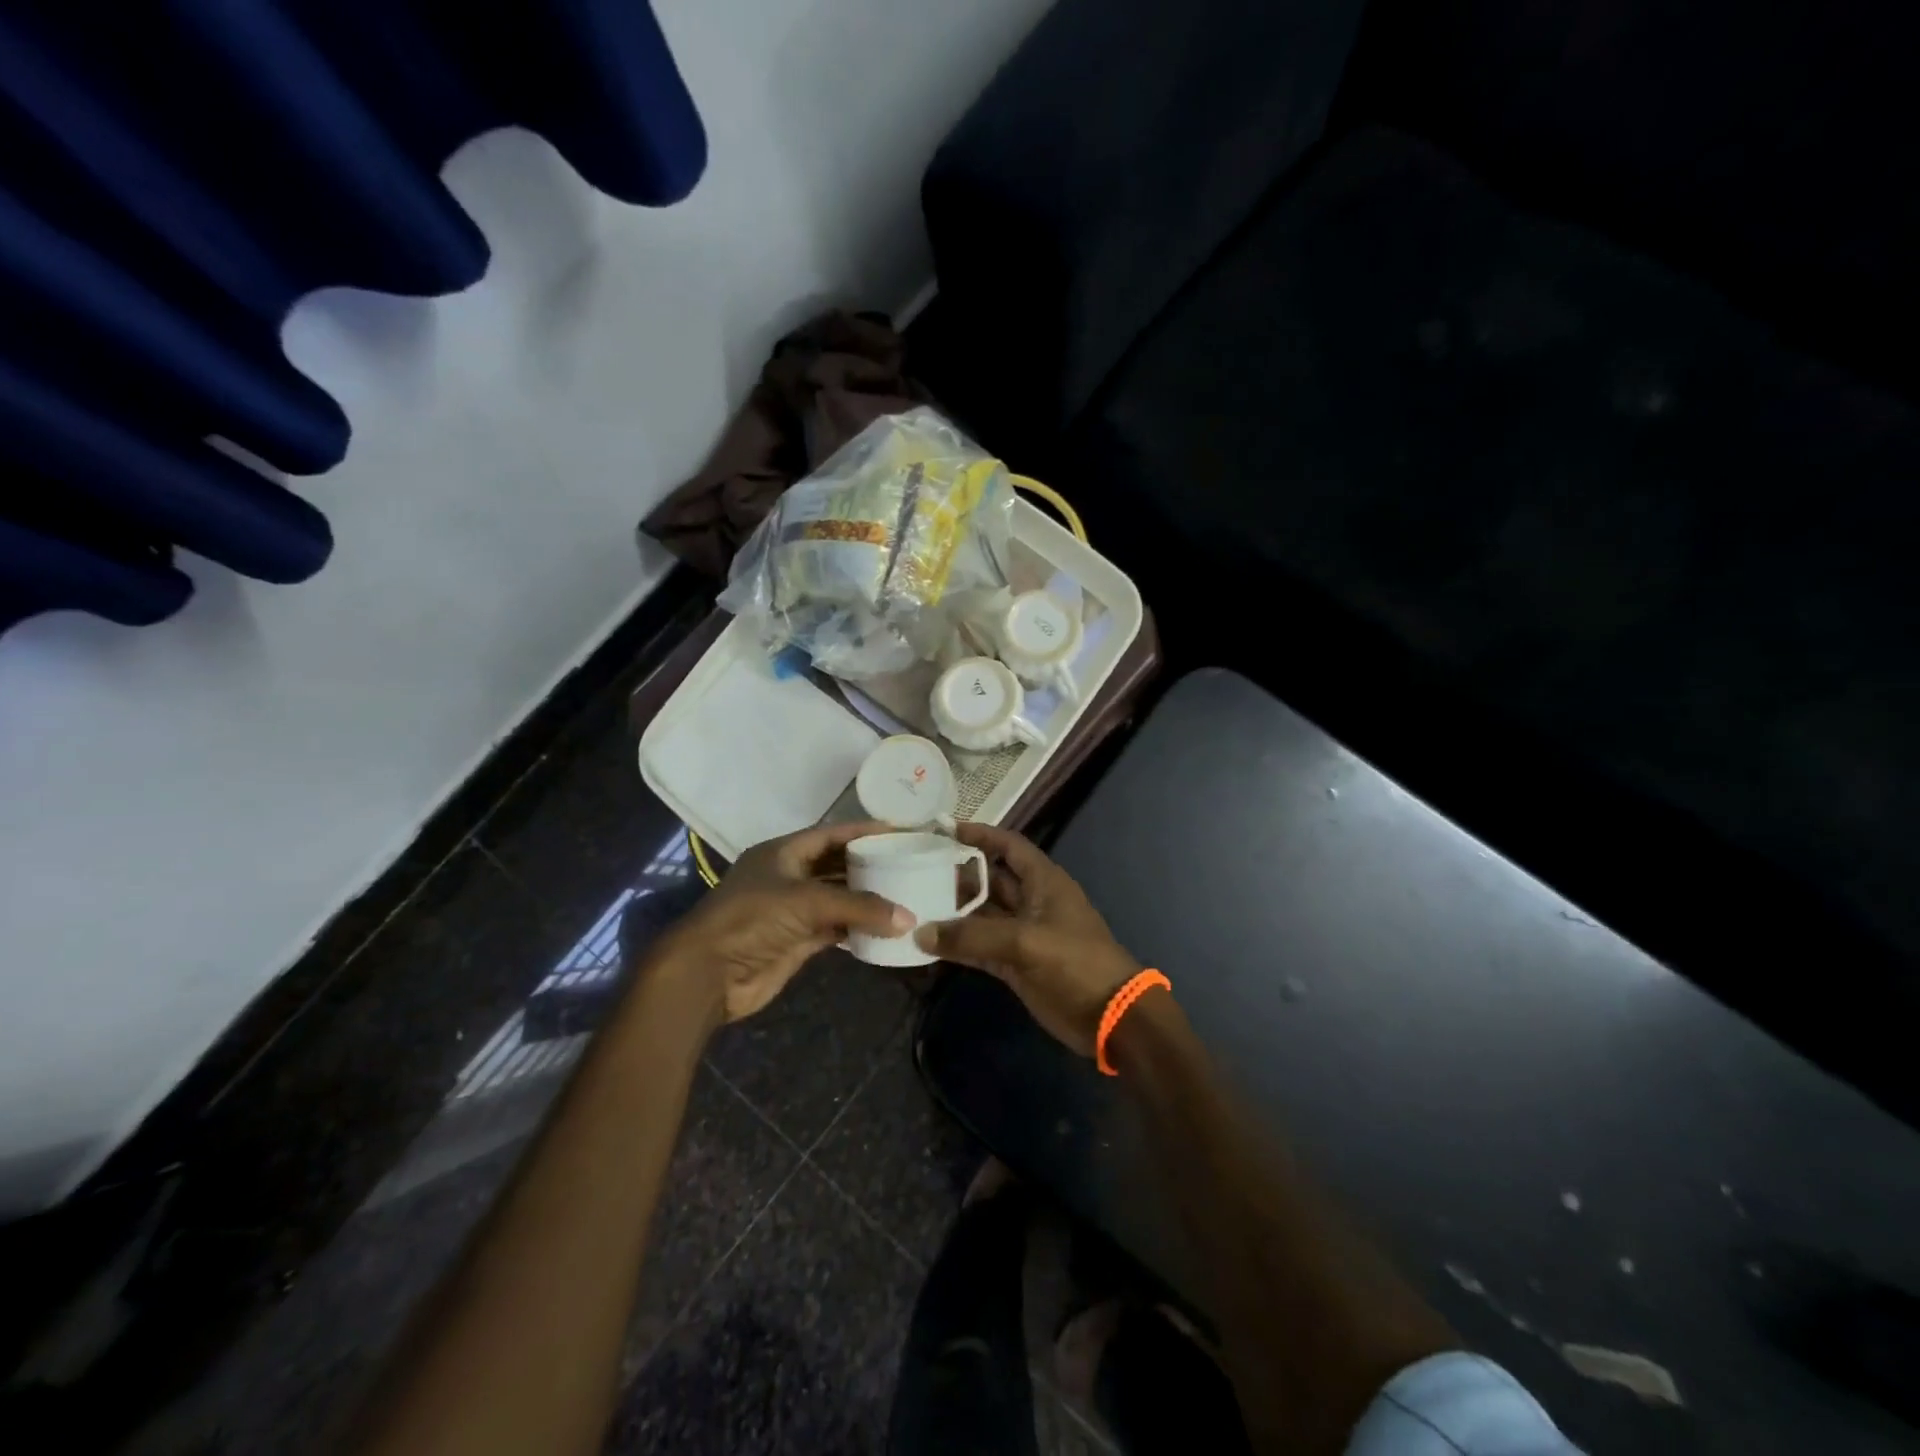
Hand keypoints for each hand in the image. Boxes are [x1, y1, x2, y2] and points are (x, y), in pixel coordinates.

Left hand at [659, 821, 912, 1021]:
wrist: (708, 973)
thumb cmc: (752, 919)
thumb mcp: (807, 902)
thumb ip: (859, 907)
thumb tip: (908, 917)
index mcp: (783, 852)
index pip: (831, 834)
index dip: (864, 832)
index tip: (899, 831)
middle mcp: (788, 876)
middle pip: (836, 865)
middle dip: (869, 865)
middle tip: (908, 863)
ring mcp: (792, 910)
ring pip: (837, 899)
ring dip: (866, 899)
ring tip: (904, 894)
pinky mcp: (796, 940)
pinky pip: (835, 928)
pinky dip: (857, 927)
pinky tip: (884, 927)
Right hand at [914, 824, 1138, 1056]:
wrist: (1110, 1016)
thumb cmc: (1075, 962)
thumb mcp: (1025, 942)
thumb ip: (973, 936)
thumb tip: (921, 933)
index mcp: (1043, 881)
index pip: (1007, 845)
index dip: (979, 835)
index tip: (943, 831)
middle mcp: (1030, 901)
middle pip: (989, 879)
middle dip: (957, 874)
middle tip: (915, 871)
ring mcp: (1021, 933)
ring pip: (981, 915)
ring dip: (952, 912)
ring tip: (913, 904)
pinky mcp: (1014, 963)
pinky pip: (979, 948)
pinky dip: (957, 946)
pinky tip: (927, 945)